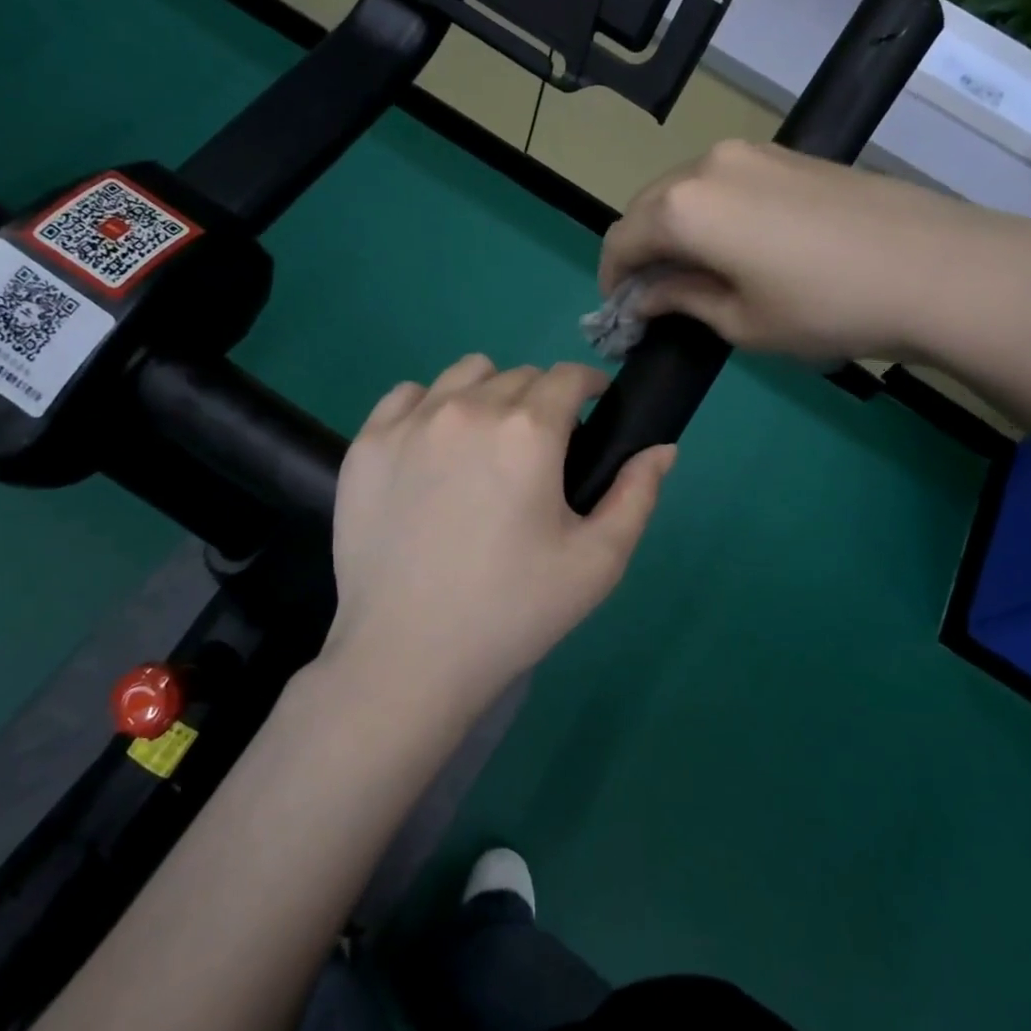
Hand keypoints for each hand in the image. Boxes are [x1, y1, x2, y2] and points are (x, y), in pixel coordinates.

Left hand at [324, 354, 675, 712]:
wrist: (408, 656)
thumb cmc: (513, 610)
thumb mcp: (597, 562)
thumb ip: (637, 494)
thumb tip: (662, 448)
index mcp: (528, 430)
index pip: (567, 376)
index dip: (588, 387)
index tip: (592, 412)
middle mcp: (468, 408)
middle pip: (520, 375)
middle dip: (542, 400)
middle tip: (541, 453)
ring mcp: (410, 422)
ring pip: (465, 374)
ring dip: (489, 394)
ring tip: (487, 445)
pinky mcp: (367, 443)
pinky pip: (408, 395)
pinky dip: (431, 407)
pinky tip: (434, 451)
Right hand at [599, 138, 1030, 367]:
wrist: (935, 268)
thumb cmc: (824, 307)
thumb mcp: (740, 321)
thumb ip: (681, 300)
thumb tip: (648, 296)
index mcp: (684, 206)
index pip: (621, 239)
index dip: (613, 279)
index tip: (623, 313)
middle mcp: (708, 164)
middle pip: (649, 207)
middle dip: (641, 252)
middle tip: (656, 297)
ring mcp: (753, 152)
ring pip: (687, 191)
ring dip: (677, 231)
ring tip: (698, 275)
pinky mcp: (788, 155)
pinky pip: (725, 184)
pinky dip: (712, 215)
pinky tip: (738, 249)